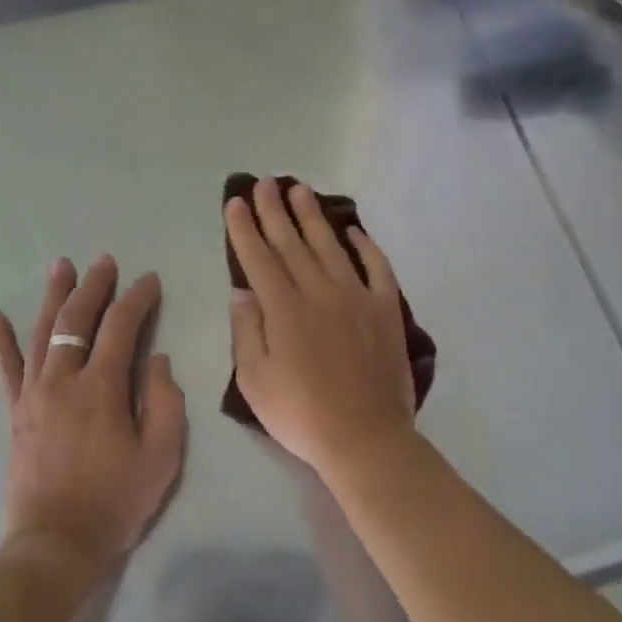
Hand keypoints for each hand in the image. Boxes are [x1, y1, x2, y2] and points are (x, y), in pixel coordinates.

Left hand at [0, 255, 185, 581]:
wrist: (56, 544)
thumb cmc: (116, 501)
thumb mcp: (161, 455)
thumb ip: (164, 401)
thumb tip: (156, 359)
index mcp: (102, 388)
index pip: (121, 327)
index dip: (137, 299)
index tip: (149, 280)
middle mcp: (63, 380)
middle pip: (76, 319)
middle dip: (94, 286)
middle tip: (105, 261)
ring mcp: (33, 394)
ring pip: (42, 332)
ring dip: (52, 296)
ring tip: (60, 266)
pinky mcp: (15, 413)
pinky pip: (5, 368)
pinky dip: (0, 341)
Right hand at [226, 179, 417, 474]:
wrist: (365, 438)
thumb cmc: (301, 415)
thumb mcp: (255, 380)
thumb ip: (246, 330)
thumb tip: (242, 290)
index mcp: (285, 309)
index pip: (259, 258)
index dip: (245, 229)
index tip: (236, 203)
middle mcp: (320, 292)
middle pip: (292, 243)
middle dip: (275, 211)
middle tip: (264, 183)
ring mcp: (357, 297)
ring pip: (331, 246)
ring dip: (313, 216)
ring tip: (300, 190)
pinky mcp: (386, 310)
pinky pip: (377, 268)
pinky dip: (366, 246)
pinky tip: (354, 231)